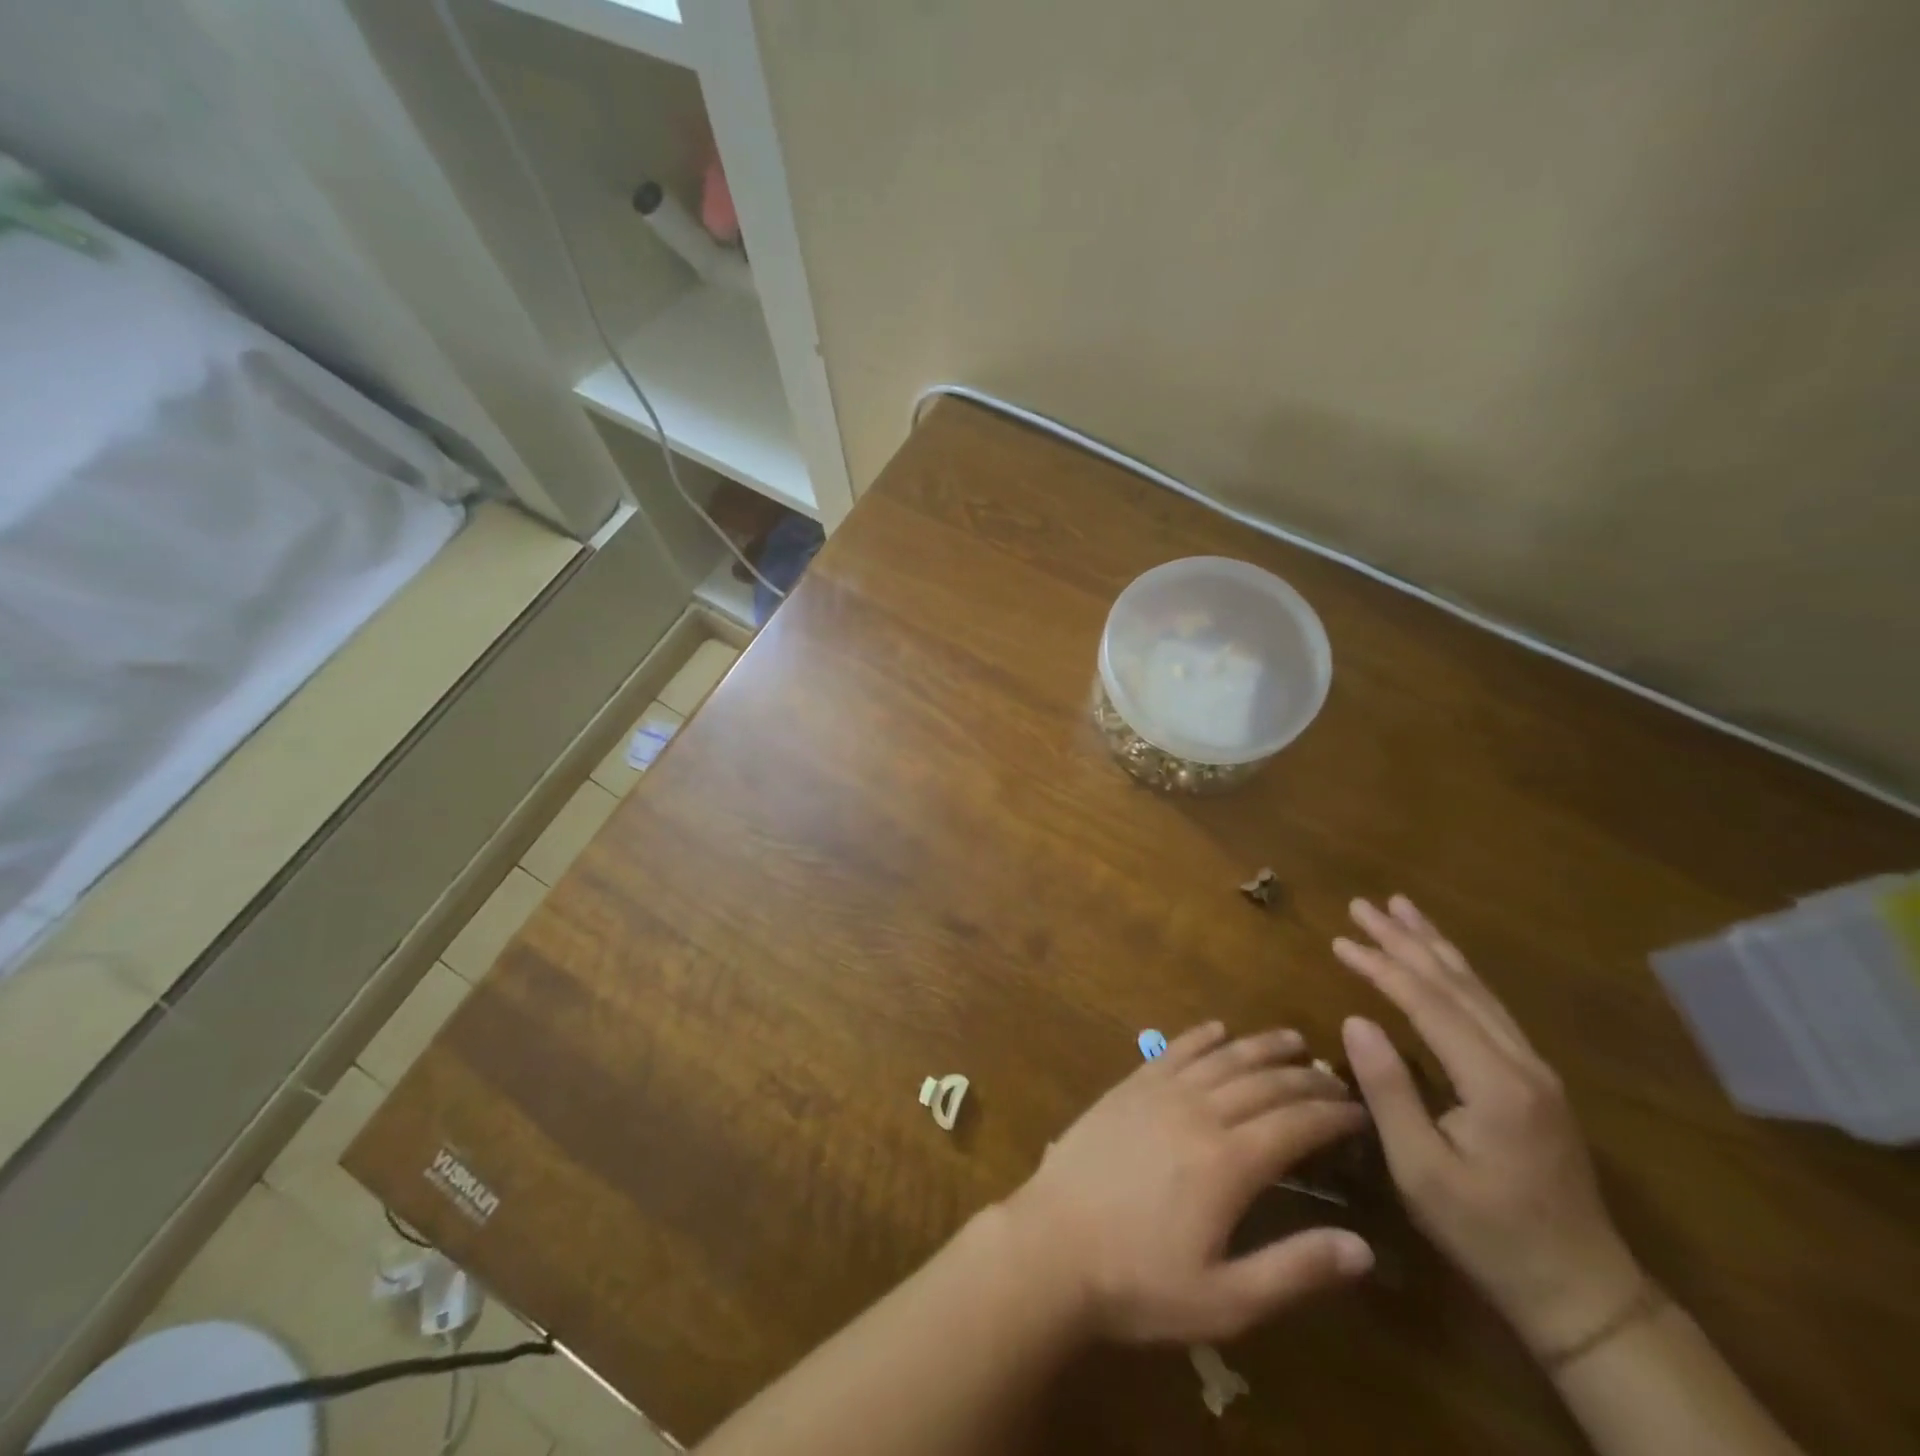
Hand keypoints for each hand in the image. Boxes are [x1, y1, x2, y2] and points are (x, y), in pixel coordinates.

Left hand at [1005, 1022, 1372, 1344]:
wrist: (1052, 1245)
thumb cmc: (1139, 1282)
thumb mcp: (1226, 1301)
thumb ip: (1295, 1270)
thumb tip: (1363, 1248)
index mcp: (1228, 1162)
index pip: (1295, 1124)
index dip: (1332, 1115)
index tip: (1360, 1110)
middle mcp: (1198, 1113)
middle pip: (1263, 1083)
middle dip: (1305, 1079)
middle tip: (1335, 1078)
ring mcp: (1158, 1093)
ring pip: (1221, 1058)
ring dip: (1260, 1046)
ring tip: (1291, 1041)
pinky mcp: (1127, 1087)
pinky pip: (1172, 1051)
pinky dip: (1200, 1036)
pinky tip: (1217, 1029)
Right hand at [1333, 896, 1644, 1356]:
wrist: (1581, 1291)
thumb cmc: (1487, 1233)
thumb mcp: (1421, 1170)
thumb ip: (1388, 1090)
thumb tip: (1355, 1020)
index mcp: (1494, 1082)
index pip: (1427, 1004)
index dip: (1381, 967)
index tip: (1339, 939)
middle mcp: (1520, 1063)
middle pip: (1455, 984)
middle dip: (1406, 939)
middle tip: (1364, 903)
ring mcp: (1534, 1070)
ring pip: (1477, 990)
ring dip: (1434, 947)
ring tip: (1402, 909)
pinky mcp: (1534, 1081)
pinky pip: (1488, 1008)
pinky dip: (1456, 974)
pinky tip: (1441, 962)